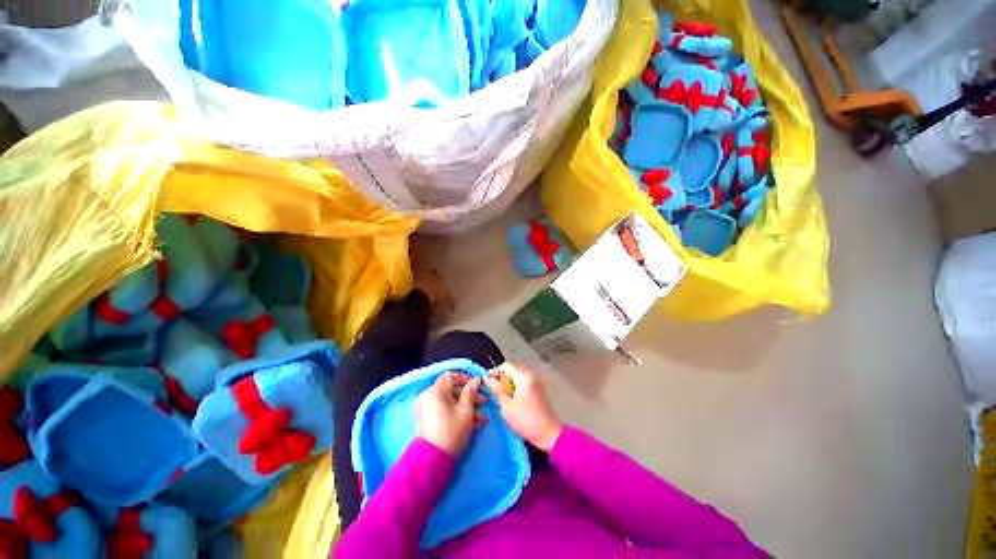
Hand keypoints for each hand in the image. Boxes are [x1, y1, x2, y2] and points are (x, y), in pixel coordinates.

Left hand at [415, 372, 485, 455]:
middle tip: (483, 403)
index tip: (477, 386)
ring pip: (450, 401)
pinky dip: (457, 413)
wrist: (432, 461)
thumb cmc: (451, 432)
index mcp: (435, 391)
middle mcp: (428, 396)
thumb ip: (471, 392)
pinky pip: (444, 410)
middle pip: (452, 389)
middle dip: (470, 396)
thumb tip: (476, 380)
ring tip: (481, 418)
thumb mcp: (466, 410)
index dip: (466, 378)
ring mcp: (427, 408)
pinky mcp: (428, 419)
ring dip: (466, 407)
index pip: (451, 375)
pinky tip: (472, 423)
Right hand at [483, 363, 562, 452]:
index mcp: (524, 377)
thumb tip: (487, 379)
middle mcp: (531, 375)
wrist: (549, 434)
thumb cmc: (526, 421)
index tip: (487, 383)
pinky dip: (516, 386)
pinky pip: (524, 381)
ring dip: (509, 382)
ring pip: (518, 375)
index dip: (495, 372)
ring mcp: (536, 381)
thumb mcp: (506, 407)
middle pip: (512, 369)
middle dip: (501, 377)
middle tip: (493, 390)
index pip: (506, 365)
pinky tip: (513, 399)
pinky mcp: (539, 388)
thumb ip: (496, 390)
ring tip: (502, 396)